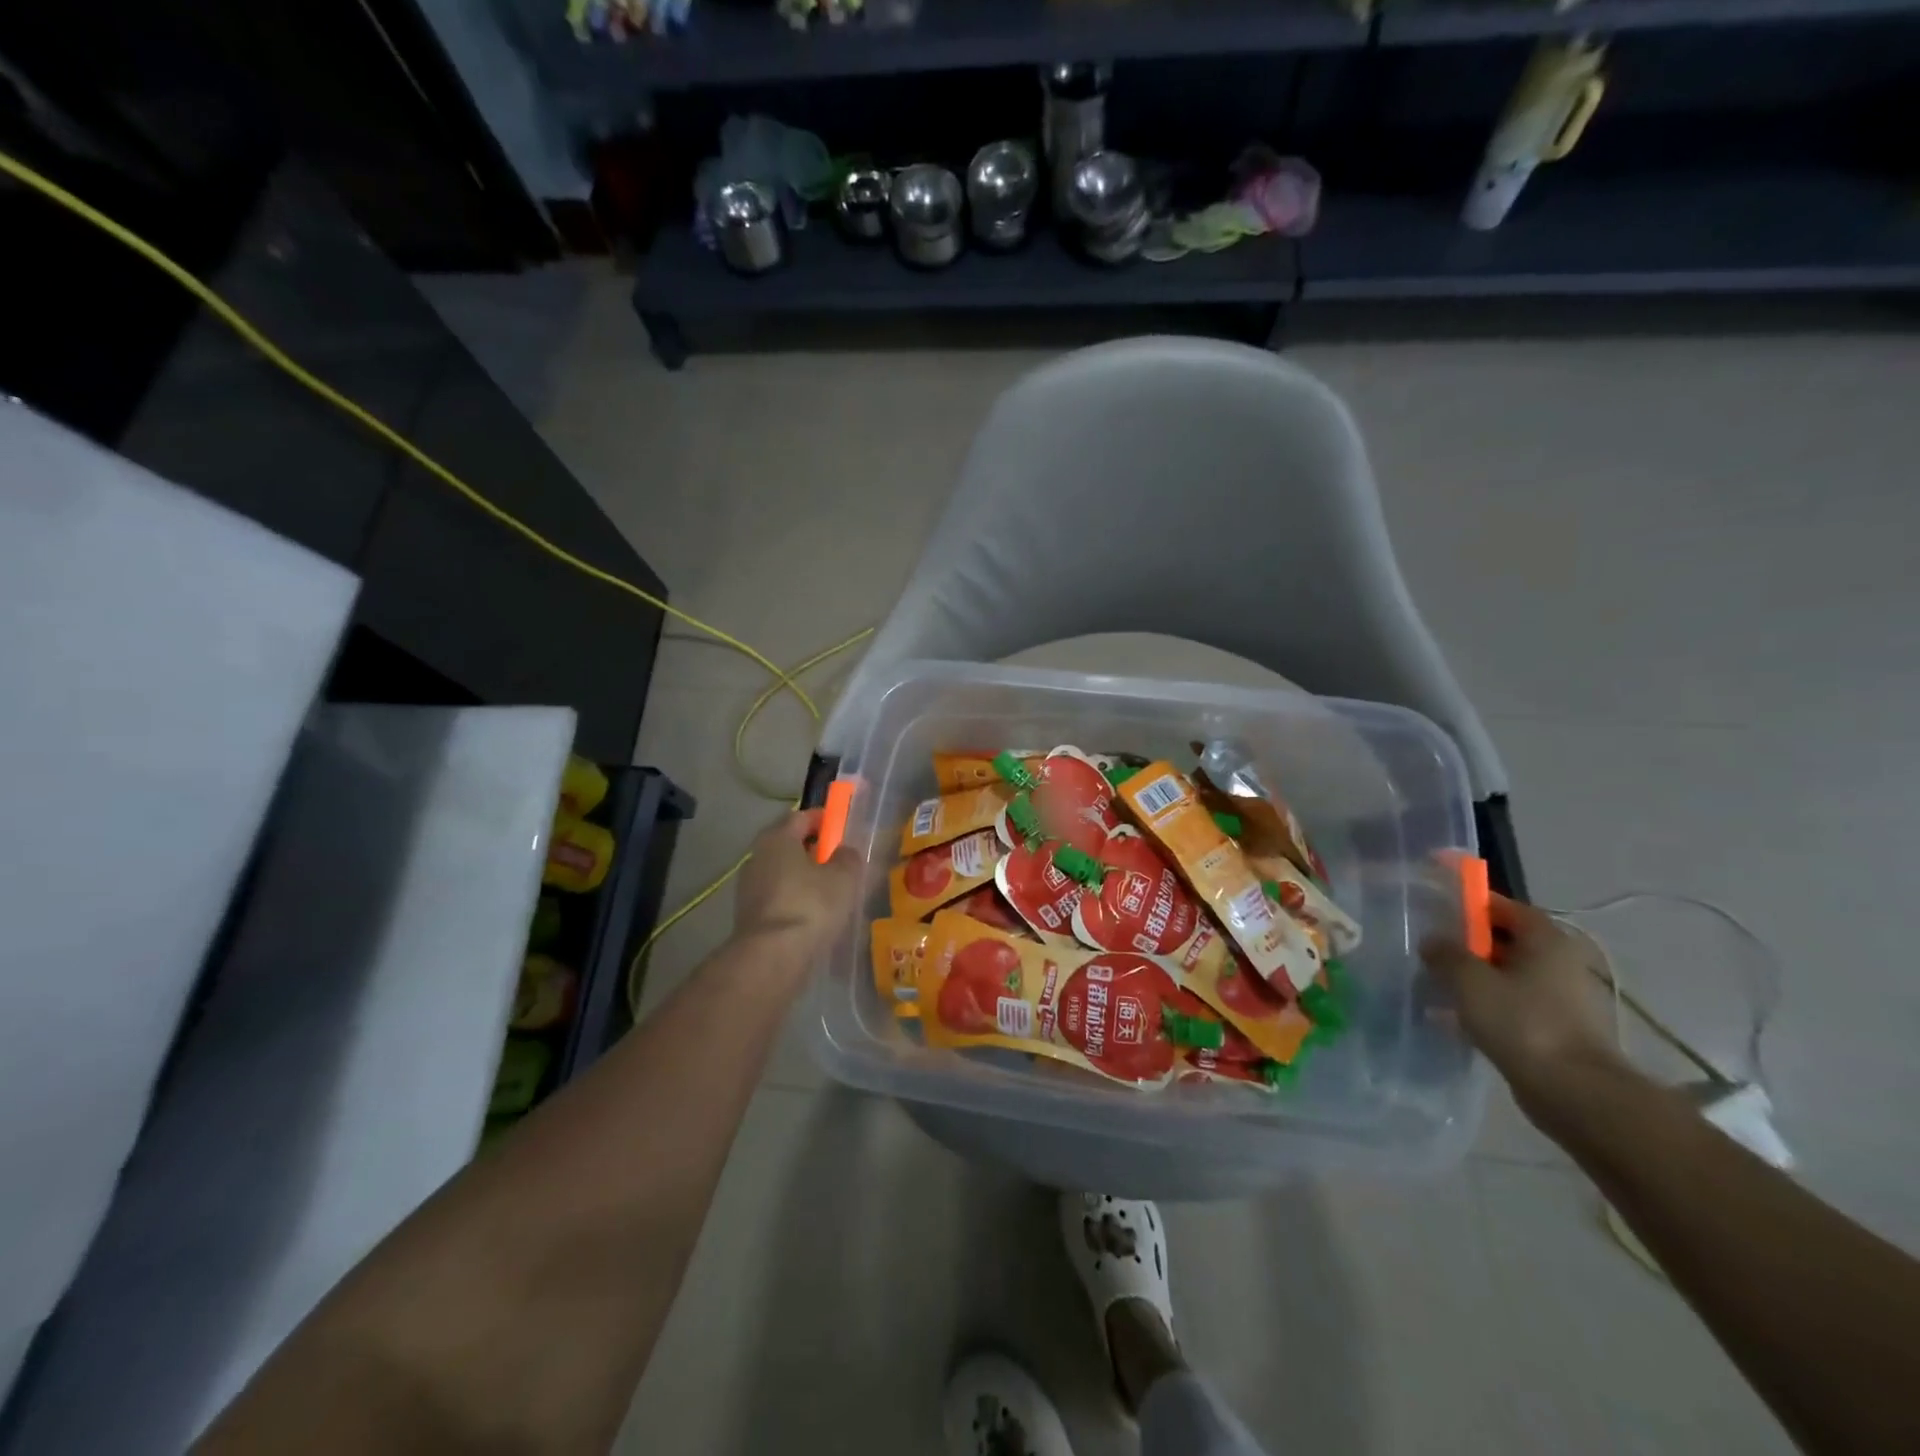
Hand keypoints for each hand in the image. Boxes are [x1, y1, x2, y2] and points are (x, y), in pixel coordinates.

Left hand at [732, 809, 861, 957]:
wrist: (772, 957)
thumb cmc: (811, 905)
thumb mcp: (844, 876)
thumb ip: (848, 857)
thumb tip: (843, 852)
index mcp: (777, 837)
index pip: (802, 816)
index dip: (825, 820)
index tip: (843, 831)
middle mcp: (757, 855)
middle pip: (789, 844)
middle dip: (814, 850)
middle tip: (838, 863)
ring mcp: (748, 887)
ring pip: (782, 872)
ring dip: (803, 878)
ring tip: (829, 894)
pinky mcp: (748, 915)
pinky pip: (777, 897)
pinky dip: (794, 900)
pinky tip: (813, 916)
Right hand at [1423, 893, 1628, 1107]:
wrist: (1575, 1092)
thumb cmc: (1522, 1022)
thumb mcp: (1470, 980)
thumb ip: (1446, 954)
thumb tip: (1432, 940)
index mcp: (1546, 940)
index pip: (1505, 907)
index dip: (1471, 904)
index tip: (1437, 909)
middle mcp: (1560, 962)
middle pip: (1507, 941)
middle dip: (1468, 943)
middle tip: (1431, 948)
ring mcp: (1562, 998)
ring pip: (1508, 975)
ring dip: (1475, 977)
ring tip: (1436, 984)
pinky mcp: (1557, 1029)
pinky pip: (1513, 1004)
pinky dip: (1487, 1004)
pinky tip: (1456, 1016)